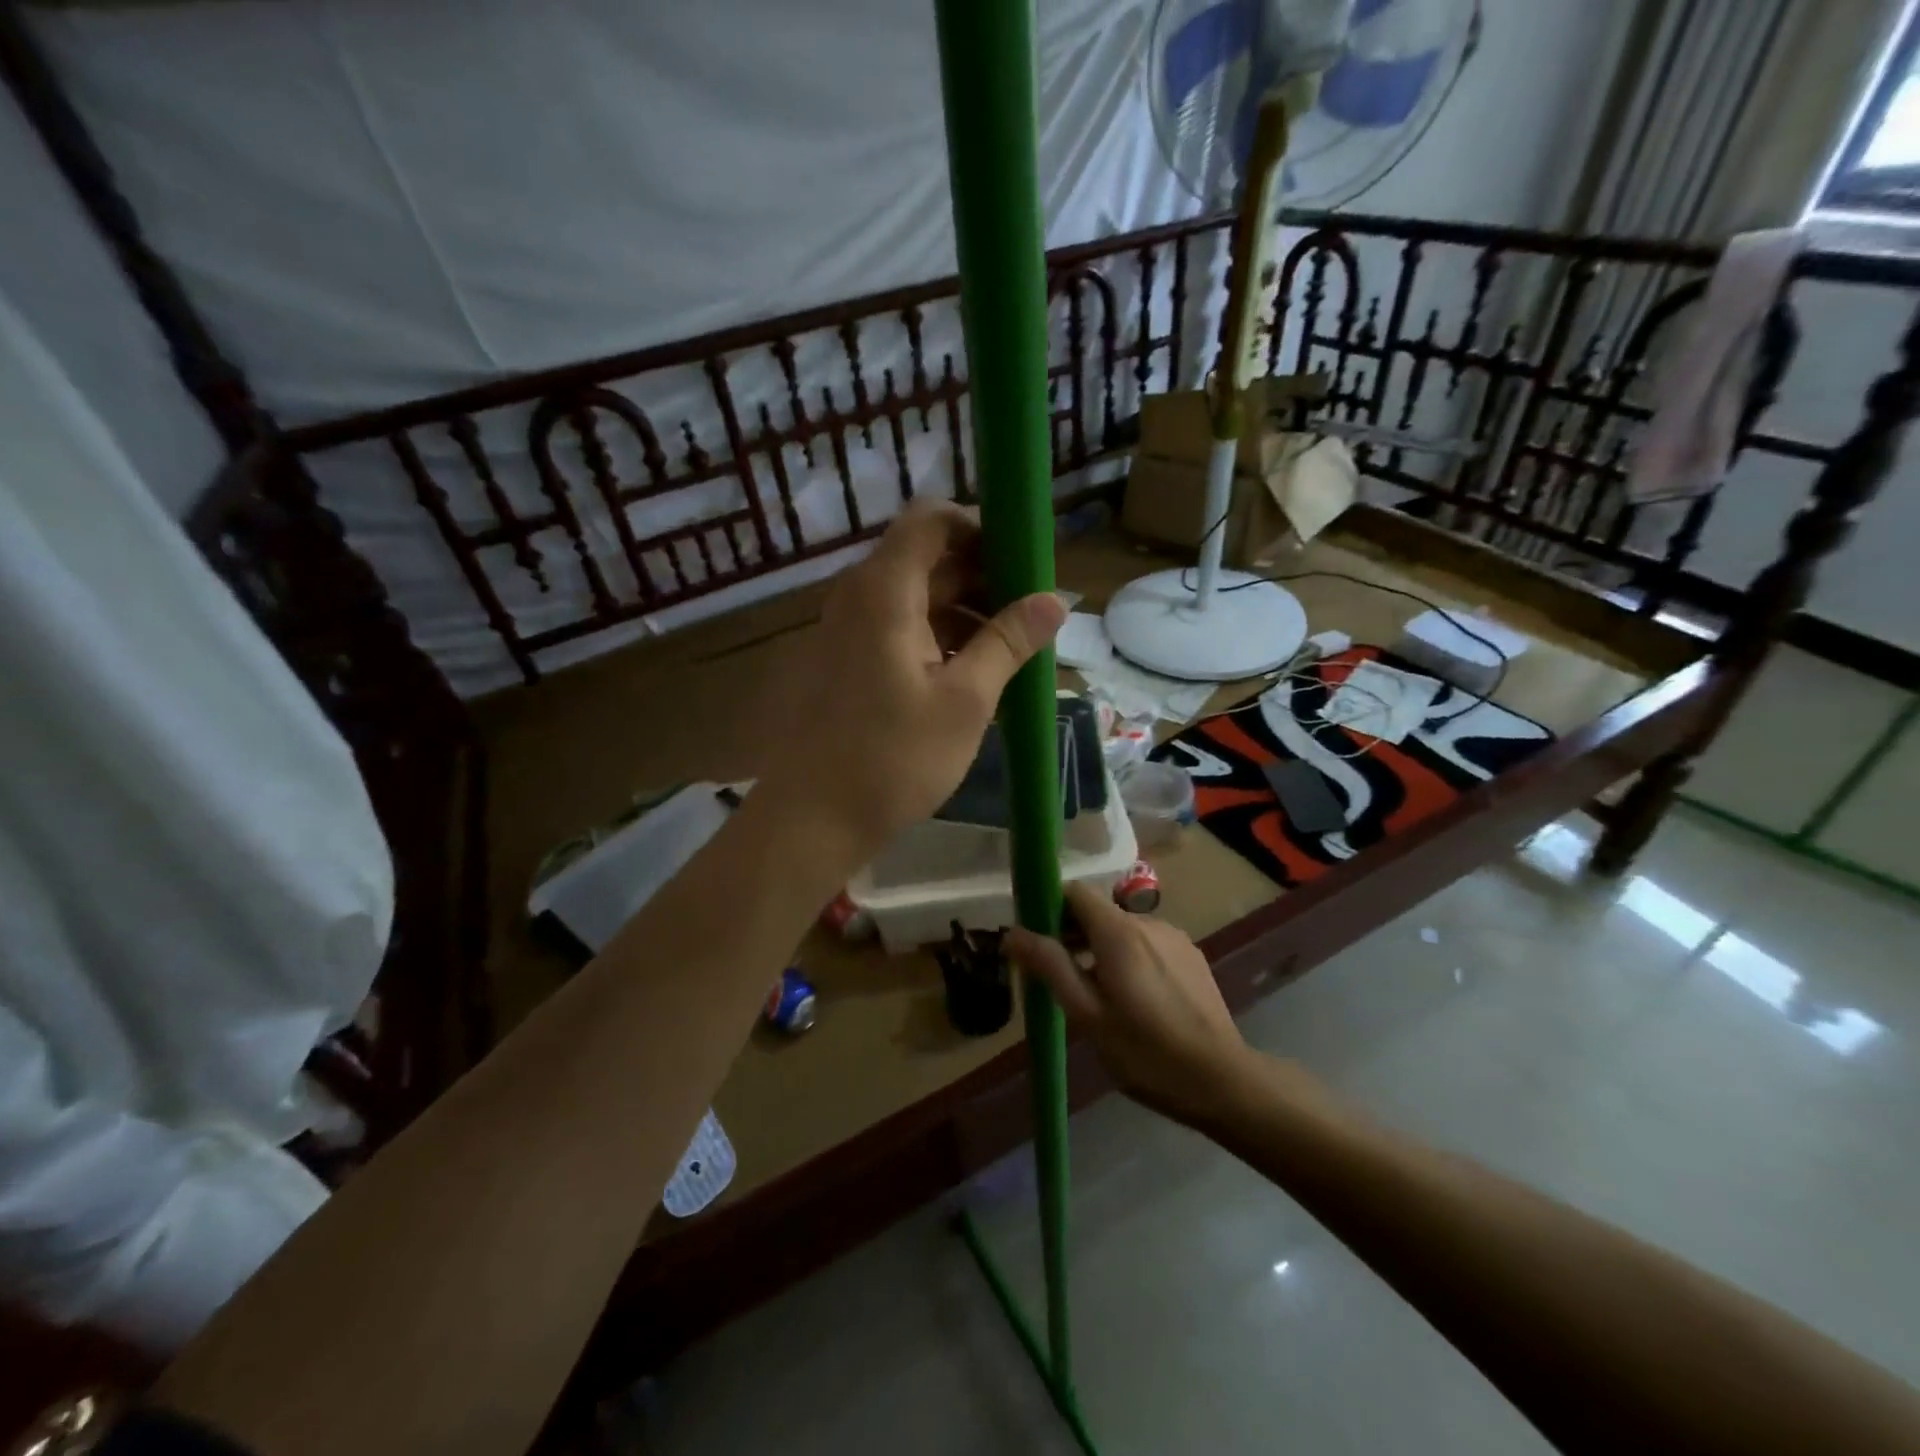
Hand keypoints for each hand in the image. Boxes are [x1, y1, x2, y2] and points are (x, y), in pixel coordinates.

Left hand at [761, 500, 1065, 859]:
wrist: (810, 821)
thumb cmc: (892, 759)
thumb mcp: (965, 701)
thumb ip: (1008, 641)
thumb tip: (1057, 599)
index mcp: (884, 590)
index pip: (932, 519)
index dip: (982, 527)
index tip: (1025, 563)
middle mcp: (859, 596)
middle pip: (928, 558)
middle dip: (984, 577)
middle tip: (1032, 615)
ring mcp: (848, 630)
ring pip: (917, 597)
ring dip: (966, 612)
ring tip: (1013, 652)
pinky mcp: (847, 661)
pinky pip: (900, 629)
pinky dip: (940, 638)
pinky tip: (974, 676)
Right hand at [1006, 882, 1252, 1125]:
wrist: (1223, 1081)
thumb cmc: (1145, 1052)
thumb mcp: (1087, 1014)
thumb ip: (1050, 966)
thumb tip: (1012, 932)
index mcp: (1119, 932)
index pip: (1075, 892)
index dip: (1050, 908)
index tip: (1036, 939)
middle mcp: (1148, 922)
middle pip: (1098, 912)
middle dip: (1072, 934)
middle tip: (1058, 977)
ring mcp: (1175, 938)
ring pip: (1124, 930)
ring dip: (1101, 950)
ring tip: (1094, 995)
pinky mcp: (1192, 957)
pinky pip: (1148, 945)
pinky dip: (1129, 959)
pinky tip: (1133, 1000)